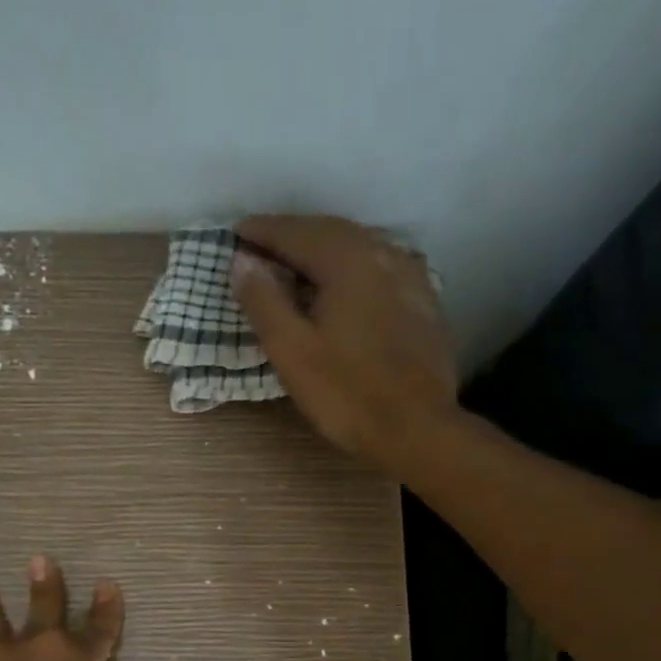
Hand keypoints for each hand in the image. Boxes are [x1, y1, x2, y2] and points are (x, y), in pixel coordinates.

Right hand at [231, 214, 458, 474]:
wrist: (417, 429)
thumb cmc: (347, 394)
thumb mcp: (292, 351)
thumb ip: (264, 301)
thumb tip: (242, 261)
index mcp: (347, 261)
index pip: (296, 233)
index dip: (263, 231)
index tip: (236, 233)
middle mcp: (383, 255)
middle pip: (330, 231)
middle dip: (293, 234)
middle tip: (262, 244)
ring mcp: (410, 277)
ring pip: (359, 246)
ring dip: (324, 246)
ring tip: (298, 260)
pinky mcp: (424, 302)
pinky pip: (380, 266)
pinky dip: (353, 265)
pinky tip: (346, 282)